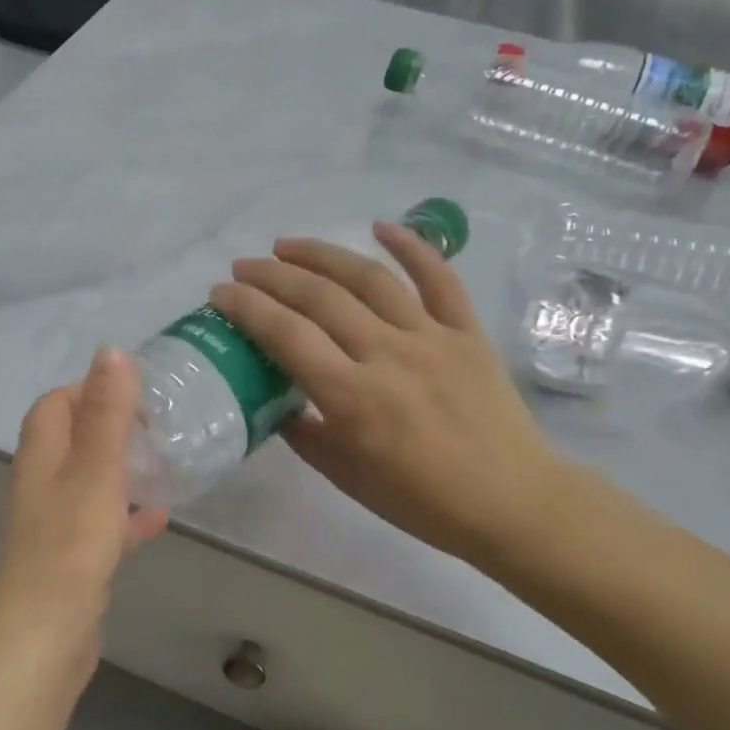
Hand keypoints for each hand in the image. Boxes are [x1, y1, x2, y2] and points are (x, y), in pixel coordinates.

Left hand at [0, 347, 168, 667]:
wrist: (45, 640)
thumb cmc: (70, 548)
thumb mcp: (95, 473)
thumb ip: (106, 413)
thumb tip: (111, 350)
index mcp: (40, 457)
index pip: (56, 404)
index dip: (90, 390)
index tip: (138, 393)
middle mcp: (41, 485)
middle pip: (72, 440)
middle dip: (112, 427)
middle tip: (159, 427)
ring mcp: (55, 525)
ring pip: (89, 481)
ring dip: (121, 469)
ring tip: (164, 463)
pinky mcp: (72, 559)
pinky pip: (102, 524)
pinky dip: (127, 515)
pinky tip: (159, 518)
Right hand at [210, 222, 565, 567]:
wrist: (509, 502)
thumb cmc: (420, 501)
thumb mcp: (344, 476)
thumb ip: (304, 434)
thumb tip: (280, 402)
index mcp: (351, 398)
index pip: (286, 336)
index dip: (247, 308)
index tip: (220, 293)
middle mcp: (386, 355)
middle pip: (320, 298)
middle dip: (273, 276)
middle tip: (244, 267)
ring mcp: (431, 337)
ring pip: (370, 279)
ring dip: (323, 255)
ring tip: (288, 246)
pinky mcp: (467, 332)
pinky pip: (439, 278)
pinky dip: (412, 246)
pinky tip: (381, 226)